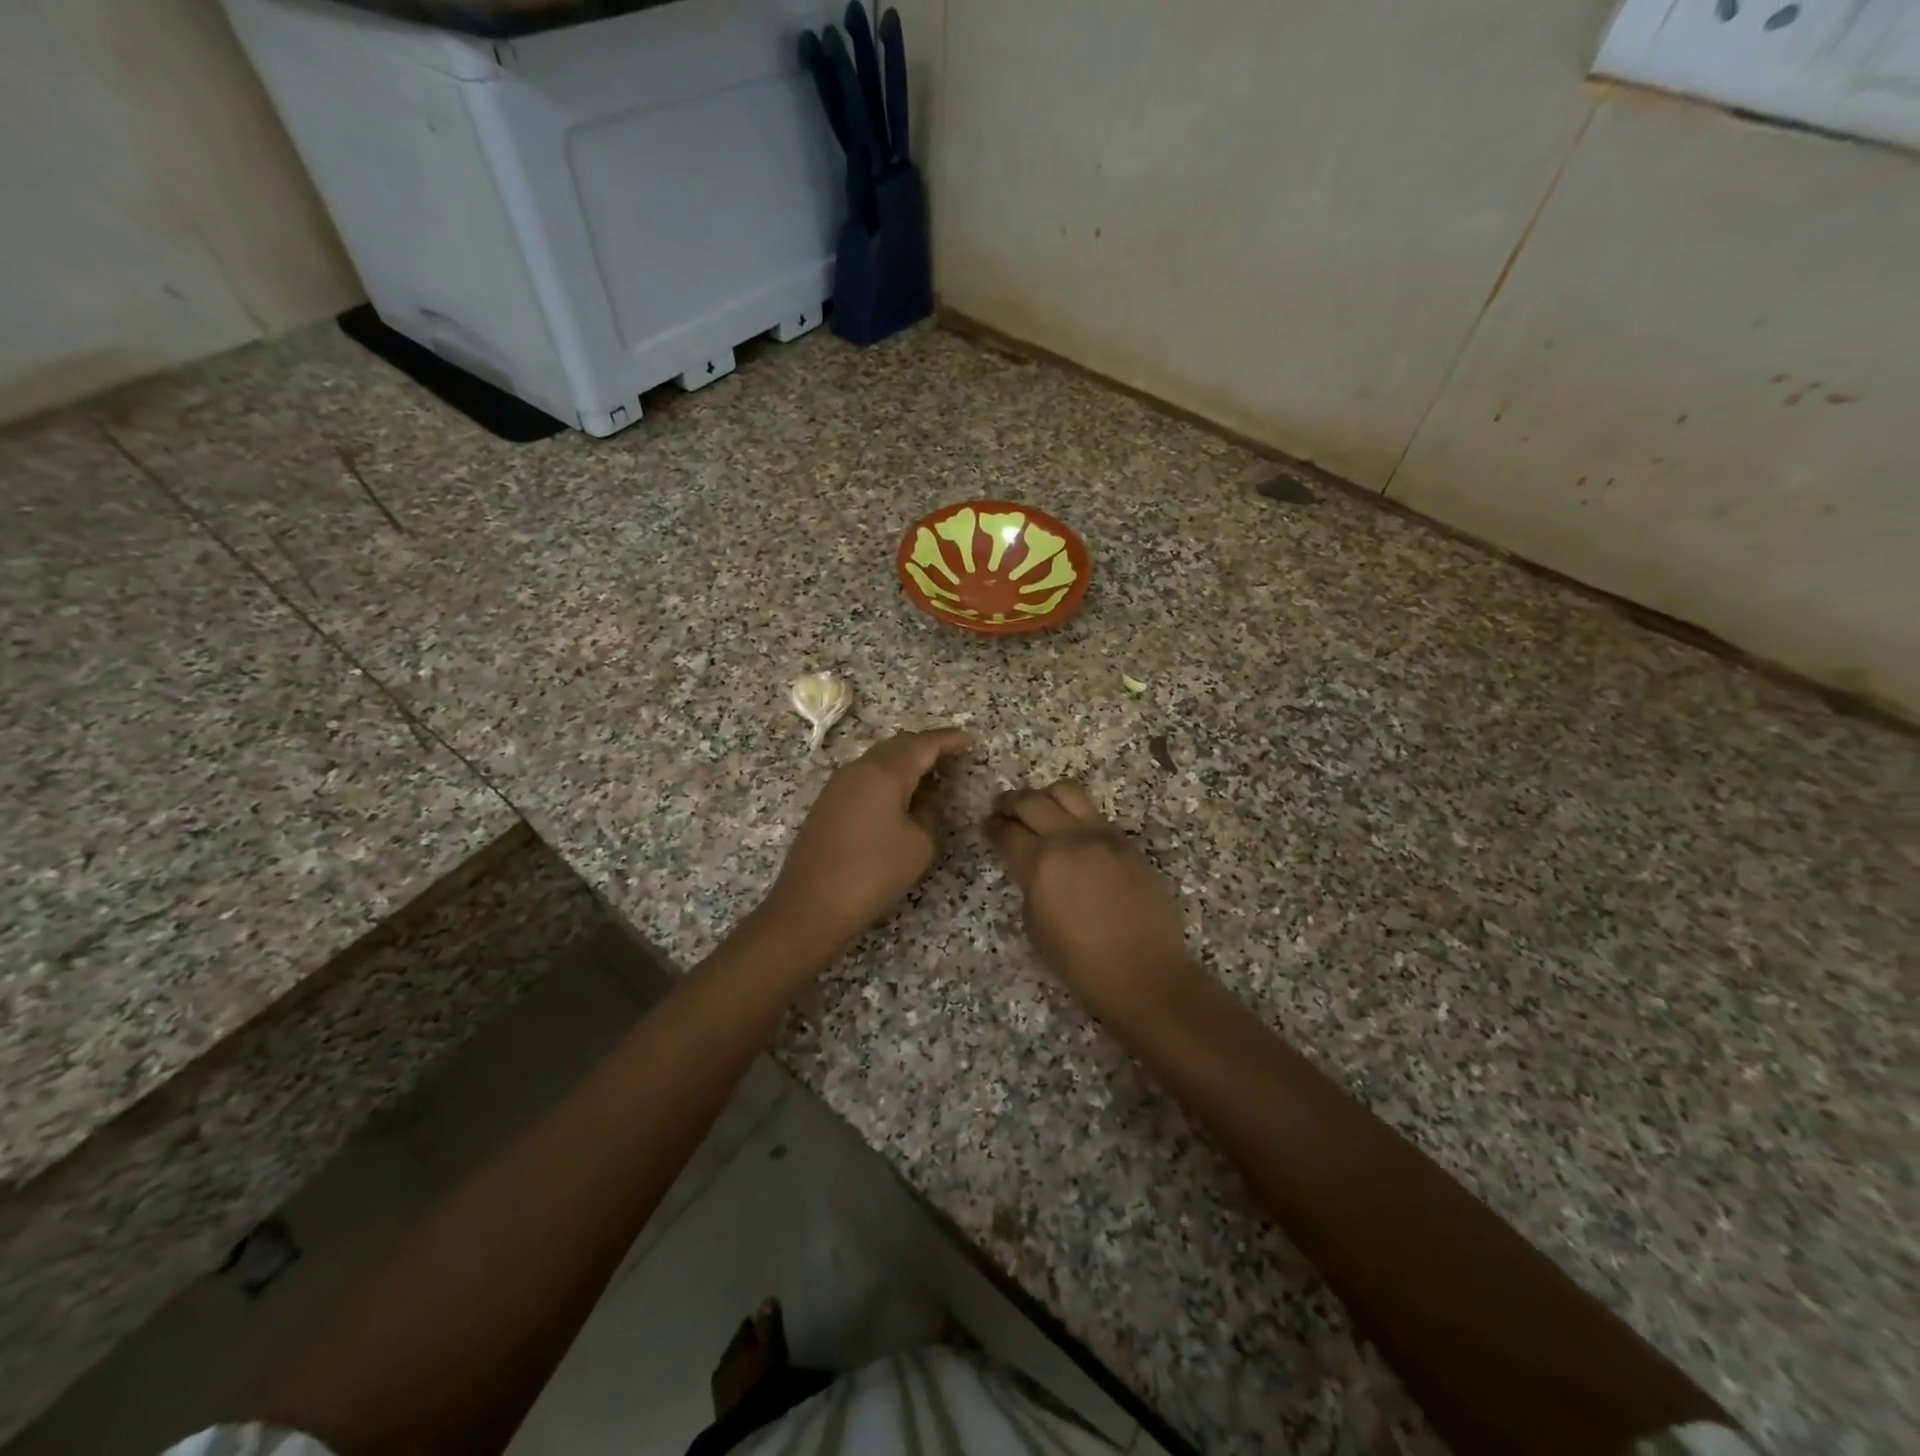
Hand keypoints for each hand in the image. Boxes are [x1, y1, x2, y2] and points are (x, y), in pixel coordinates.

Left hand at [766, 728, 971, 949]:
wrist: (811, 904)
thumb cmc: (873, 872)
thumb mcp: (919, 845)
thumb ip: (929, 813)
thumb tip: (925, 798)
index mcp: (885, 772)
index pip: (923, 745)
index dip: (948, 741)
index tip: (969, 742)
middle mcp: (859, 769)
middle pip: (897, 746)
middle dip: (925, 748)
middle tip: (951, 757)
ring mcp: (838, 785)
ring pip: (878, 761)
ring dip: (904, 764)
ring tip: (929, 778)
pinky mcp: (827, 805)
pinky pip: (864, 779)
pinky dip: (887, 780)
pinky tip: (899, 798)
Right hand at [985, 782, 1198, 1022]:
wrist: (1144, 973)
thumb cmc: (1081, 963)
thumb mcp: (1035, 927)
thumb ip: (1029, 884)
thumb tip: (1031, 867)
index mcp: (1040, 863)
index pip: (1006, 831)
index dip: (992, 826)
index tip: (987, 824)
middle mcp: (1069, 839)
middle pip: (1032, 801)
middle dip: (1011, 802)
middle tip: (1003, 808)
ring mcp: (1102, 835)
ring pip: (1067, 792)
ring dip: (1045, 797)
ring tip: (1039, 809)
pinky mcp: (1125, 842)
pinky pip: (1093, 813)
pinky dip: (1074, 814)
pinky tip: (1070, 831)